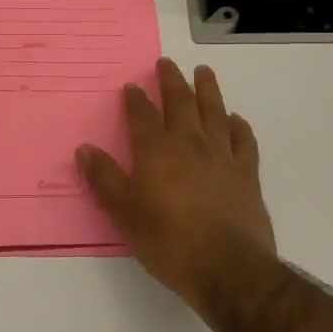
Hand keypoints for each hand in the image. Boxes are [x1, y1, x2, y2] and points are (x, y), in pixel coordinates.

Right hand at [77, 59, 279, 318]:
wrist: (228, 268)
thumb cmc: (169, 242)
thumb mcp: (125, 214)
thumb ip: (105, 179)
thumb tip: (85, 149)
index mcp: (157, 151)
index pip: (142, 116)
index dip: (135, 100)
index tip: (132, 86)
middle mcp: (189, 144)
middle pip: (180, 103)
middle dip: (171, 81)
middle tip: (167, 63)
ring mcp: (222, 156)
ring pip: (214, 112)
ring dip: (207, 90)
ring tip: (204, 72)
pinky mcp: (246, 174)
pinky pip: (243, 140)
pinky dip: (238, 125)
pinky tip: (234, 120)